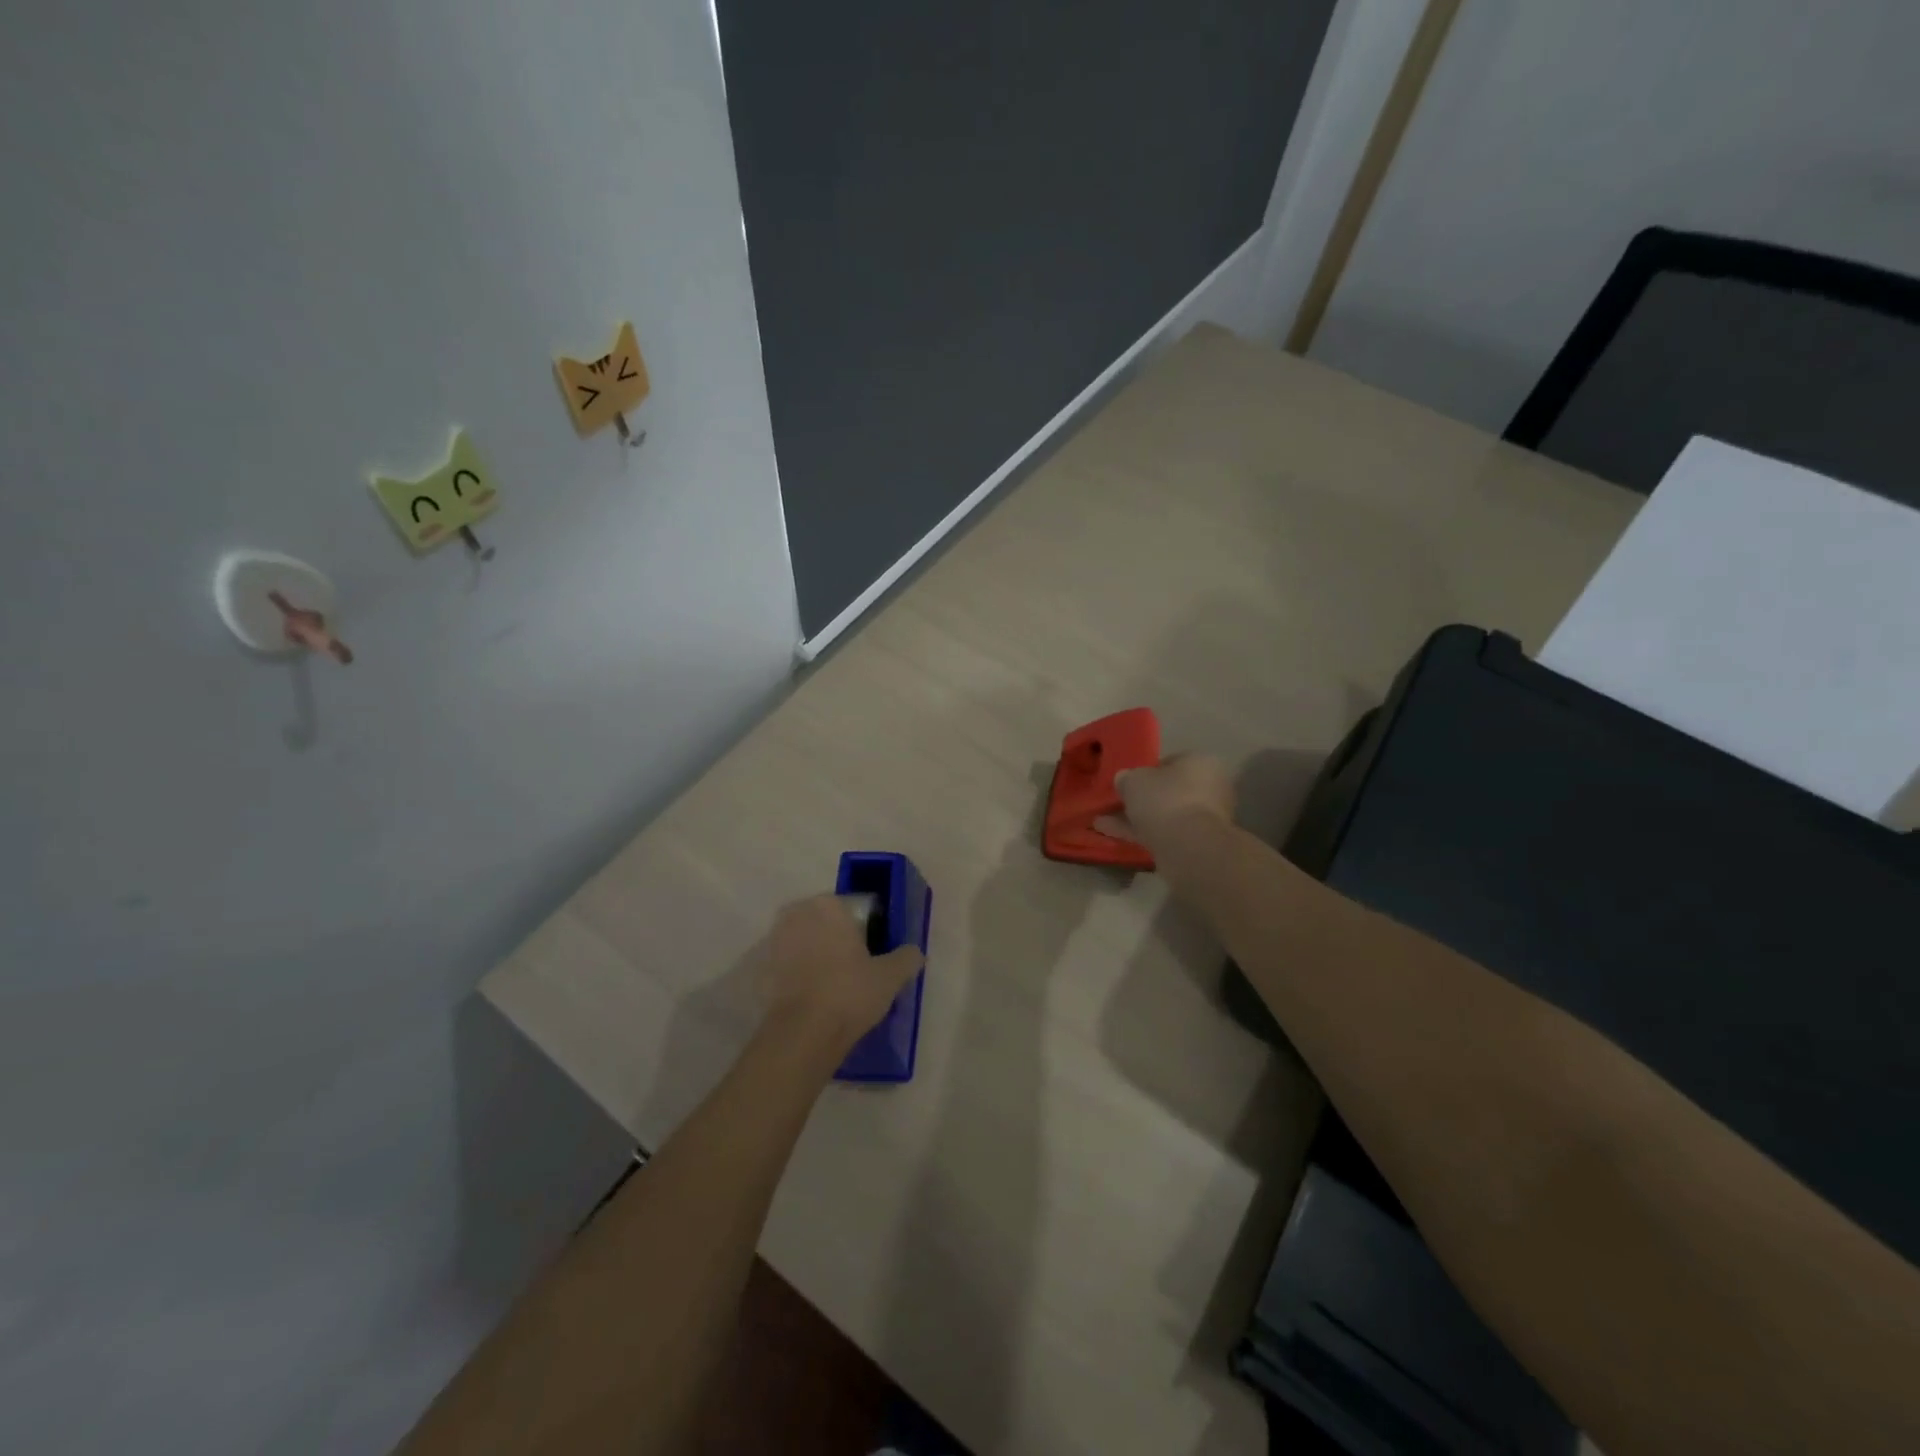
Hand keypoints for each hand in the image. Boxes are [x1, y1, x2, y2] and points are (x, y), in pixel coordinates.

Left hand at [758, 894, 923, 1053]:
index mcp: (828, 905)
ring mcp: (774, 940)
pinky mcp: (760, 969)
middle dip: (838, 938)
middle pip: (826, 922)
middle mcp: (797, 913)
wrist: (801, 1035)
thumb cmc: (849, 993)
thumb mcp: (890, 976)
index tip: (874, 951)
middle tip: (856, 967)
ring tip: (835, 985)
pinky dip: (799, 975)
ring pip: (805, 942)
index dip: (867, 929)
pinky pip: (788, 966)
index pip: (854, 908)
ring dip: (816, 955)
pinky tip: (814, 997)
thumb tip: (914, 952)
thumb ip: (907, 957)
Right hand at [1094, 754, 1235, 862]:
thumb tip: (1124, 780)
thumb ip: (1127, 778)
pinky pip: (1165, 833)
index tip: (1127, 781)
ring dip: (1138, 818)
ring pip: (1166, 814)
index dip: (1145, 771)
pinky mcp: (1197, 843)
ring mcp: (1205, 818)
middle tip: (1116, 803)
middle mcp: (1210, 788)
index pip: (1170, 762)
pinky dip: (1142, 834)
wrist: (1188, 847)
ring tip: (1105, 822)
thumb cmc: (1165, 800)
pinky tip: (1114, 835)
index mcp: (1201, 763)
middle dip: (1142, 798)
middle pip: (1169, 791)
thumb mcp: (1134, 780)